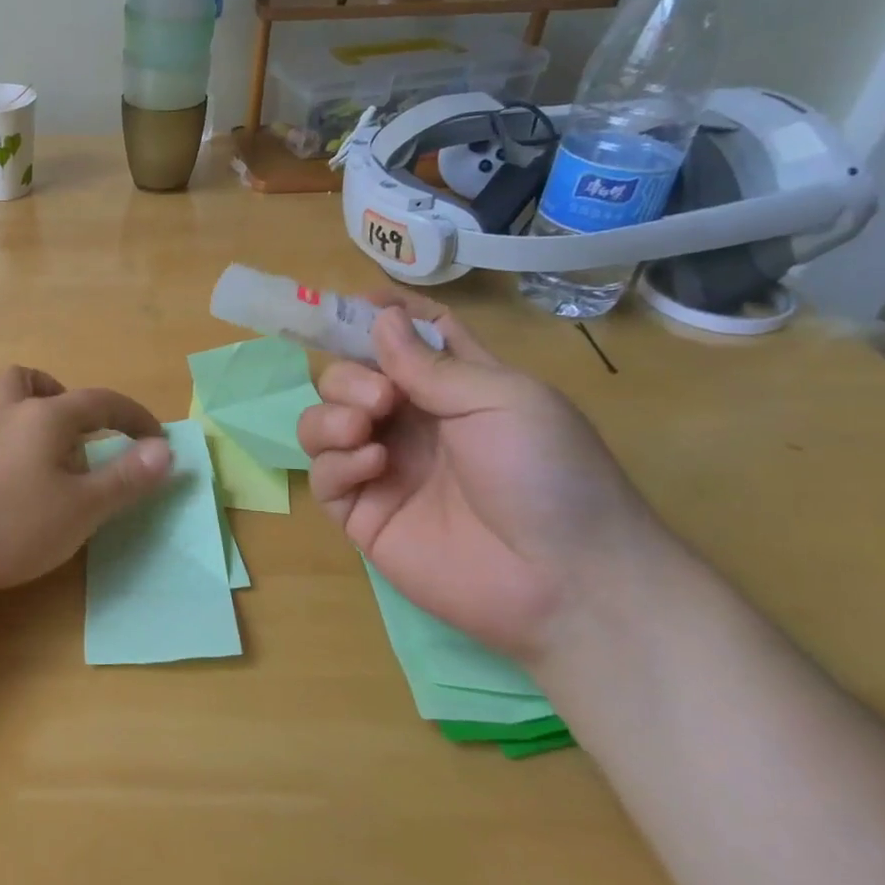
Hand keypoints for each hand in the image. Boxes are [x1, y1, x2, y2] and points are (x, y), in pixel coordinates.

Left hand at [0, 366, 172, 596]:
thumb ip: (125, 478)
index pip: (100, 402)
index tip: (153, 437)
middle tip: (75, 432)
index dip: (132, 416)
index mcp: (45, 417)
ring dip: (15, 401)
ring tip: (27, 435)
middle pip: (32, 380)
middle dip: (61, 397)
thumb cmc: (8, 526)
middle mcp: (3, 409)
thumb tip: (165, 449)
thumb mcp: (80, 510)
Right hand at [298, 299, 678, 661]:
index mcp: (451, 387)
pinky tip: (374, 466)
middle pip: (347, 377)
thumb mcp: (502, 399)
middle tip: (381, 399)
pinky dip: (336, 462)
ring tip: (363, 429)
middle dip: (348, 377)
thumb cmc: (549, 474)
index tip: (354, 305)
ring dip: (330, 414)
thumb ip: (431, 364)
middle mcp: (409, 422)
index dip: (380, 317)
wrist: (564, 579)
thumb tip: (379, 316)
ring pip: (320, 422)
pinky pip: (323, 474)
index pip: (406, 338)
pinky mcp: (361, 513)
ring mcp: (381, 468)